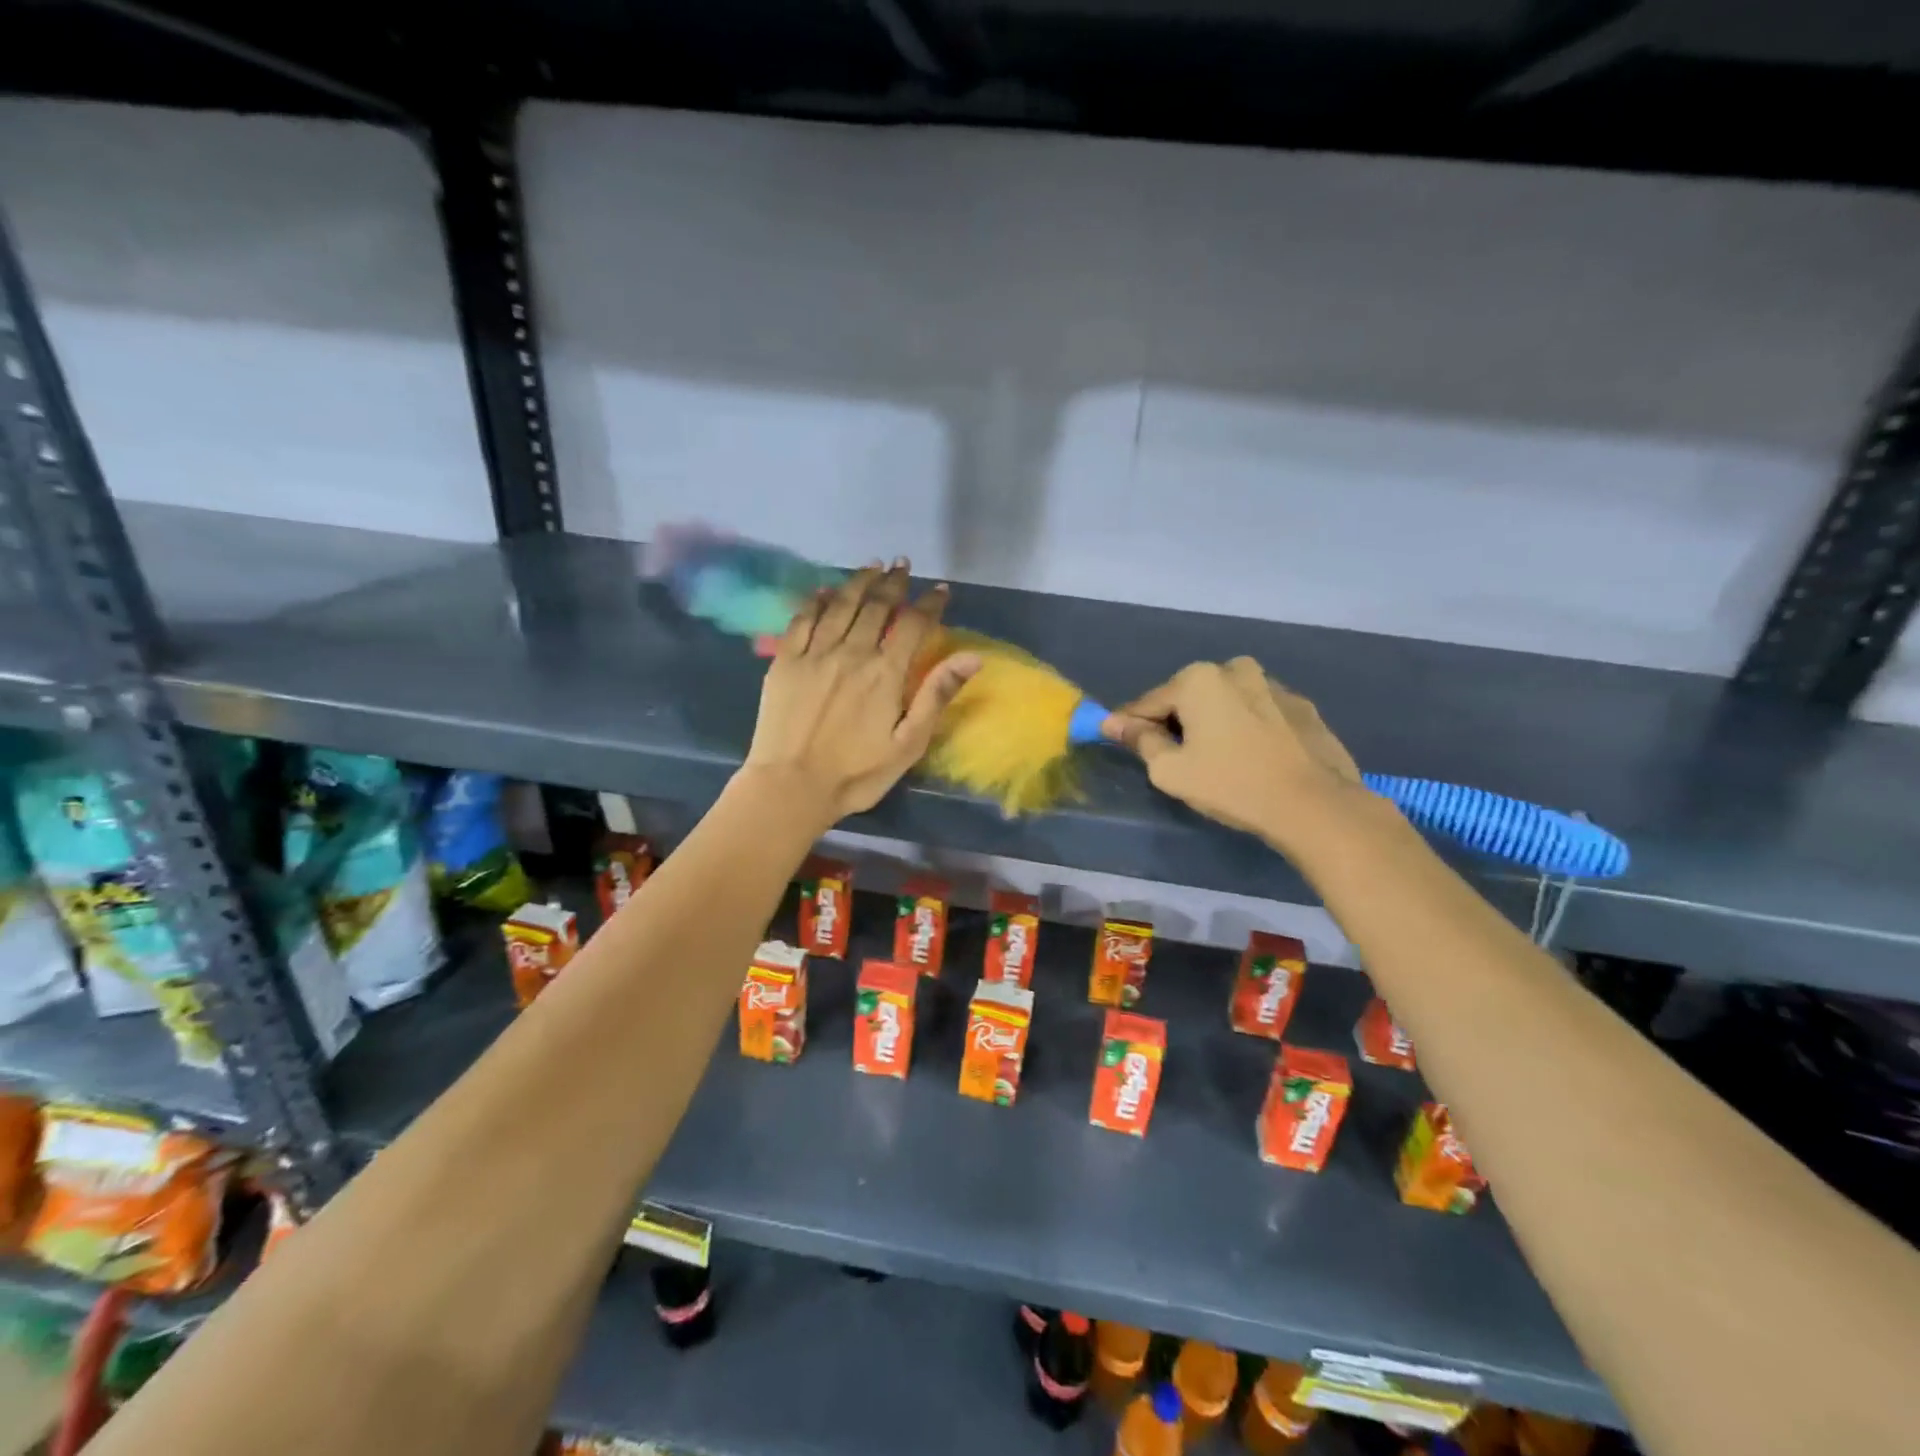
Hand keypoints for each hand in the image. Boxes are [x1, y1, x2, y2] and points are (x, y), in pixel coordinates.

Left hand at [741, 559, 979, 824]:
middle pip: (876, 606)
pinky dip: (816, 600)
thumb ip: (937, 695)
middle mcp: (851, 652)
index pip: (913, 624)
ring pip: (840, 604)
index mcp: (885, 673)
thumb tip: (972, 657)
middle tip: (903, 565)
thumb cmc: (857, 773)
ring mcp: (814, 654)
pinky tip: (825, 590)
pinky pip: (802, 619)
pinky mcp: (785, 661)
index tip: (941, 590)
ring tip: (872, 566)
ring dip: (858, 582)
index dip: (930, 603)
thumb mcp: (908, 743)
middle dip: (893, 582)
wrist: (791, 787)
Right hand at [1103, 658, 1363, 847]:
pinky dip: (1247, 729)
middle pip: (1190, 698)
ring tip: (1217, 759)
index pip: (1149, 702)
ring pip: (1227, 703)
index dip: (1131, 725)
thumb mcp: (1170, 770)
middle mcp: (1235, 669)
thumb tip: (1114, 723)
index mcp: (1198, 679)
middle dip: (1177, 722)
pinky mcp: (1303, 707)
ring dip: (1215, 723)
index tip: (1119, 740)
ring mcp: (1274, 686)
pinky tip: (1252, 758)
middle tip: (1175, 758)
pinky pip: (1259, 714)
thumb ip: (1140, 740)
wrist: (1314, 805)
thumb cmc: (1230, 784)